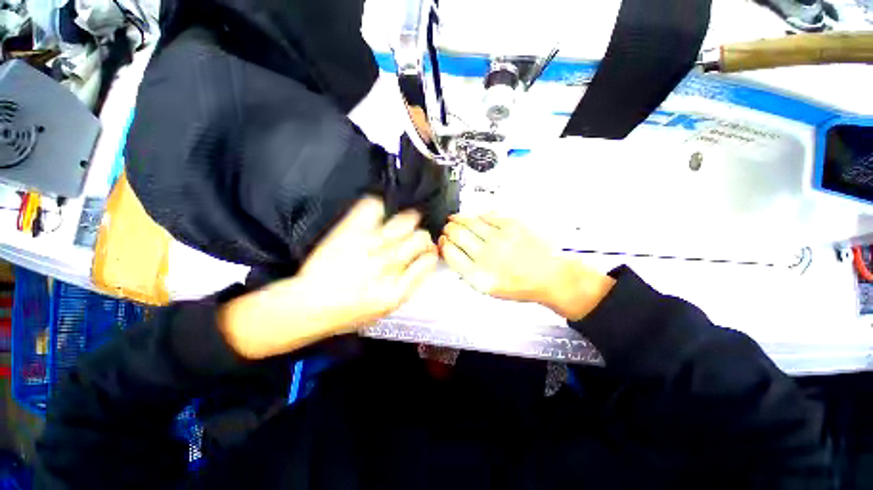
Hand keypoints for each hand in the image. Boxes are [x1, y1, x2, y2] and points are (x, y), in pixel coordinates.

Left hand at [220, 197, 438, 358]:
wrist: (308, 304)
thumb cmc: (349, 312)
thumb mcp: (387, 308)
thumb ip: (409, 284)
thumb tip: (423, 262)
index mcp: (398, 288)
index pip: (428, 260)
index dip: (430, 254)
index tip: (426, 253)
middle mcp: (388, 263)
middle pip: (421, 237)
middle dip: (422, 238)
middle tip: (414, 241)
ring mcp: (369, 245)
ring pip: (406, 220)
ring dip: (409, 221)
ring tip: (401, 226)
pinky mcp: (350, 231)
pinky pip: (373, 207)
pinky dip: (379, 208)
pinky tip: (379, 217)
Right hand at [439, 214, 614, 319]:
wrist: (549, 276)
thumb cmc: (520, 284)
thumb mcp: (488, 288)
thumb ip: (467, 272)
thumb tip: (453, 253)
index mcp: (478, 275)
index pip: (450, 253)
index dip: (443, 245)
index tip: (442, 241)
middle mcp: (487, 256)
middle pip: (456, 234)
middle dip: (448, 230)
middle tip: (447, 229)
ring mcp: (499, 238)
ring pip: (469, 222)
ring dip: (458, 219)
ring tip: (454, 219)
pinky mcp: (512, 225)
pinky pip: (487, 215)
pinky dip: (477, 215)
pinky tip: (474, 217)